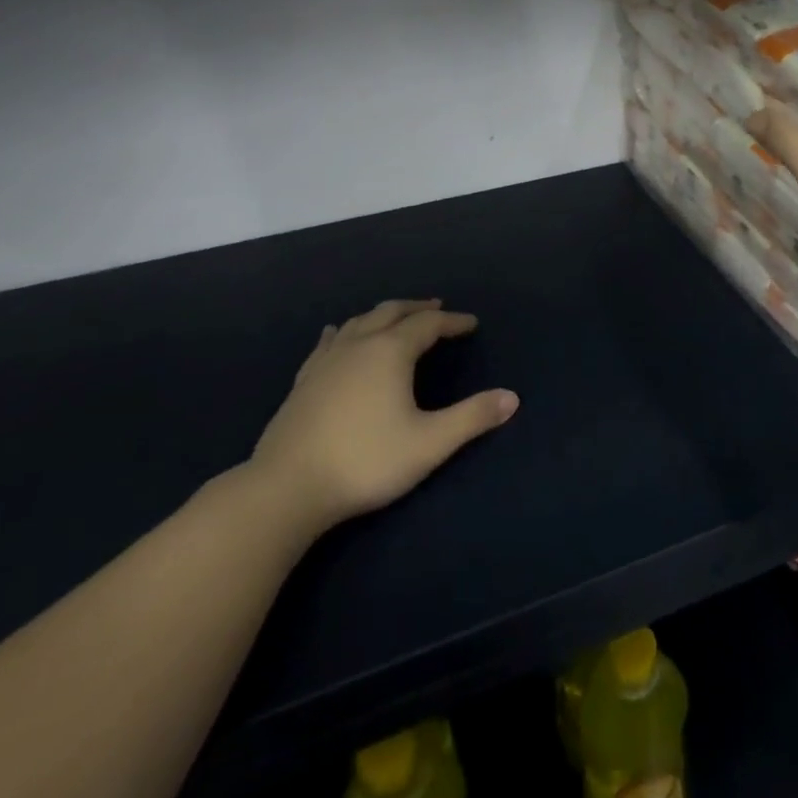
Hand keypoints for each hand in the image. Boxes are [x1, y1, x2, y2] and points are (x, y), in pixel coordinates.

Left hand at [247, 299, 518, 536]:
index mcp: (390, 352)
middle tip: (437, 308)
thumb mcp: (429, 443)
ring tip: (396, 317)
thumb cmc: (365, 461)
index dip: (452, 321)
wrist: (286, 489)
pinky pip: (328, 342)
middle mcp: (359, 345)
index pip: (428, 324)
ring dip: (384, 314)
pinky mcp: (303, 381)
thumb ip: (472, 418)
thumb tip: (512, 398)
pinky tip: (337, 334)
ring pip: (359, 321)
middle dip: (418, 308)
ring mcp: (326, 361)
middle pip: (392, 312)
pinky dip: (344, 331)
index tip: (471, 324)